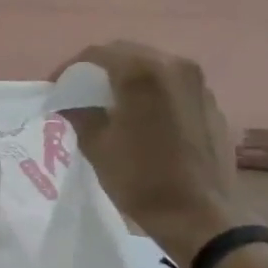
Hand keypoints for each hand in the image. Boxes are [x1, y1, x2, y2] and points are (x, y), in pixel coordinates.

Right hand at [53, 42, 249, 266]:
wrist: (199, 214)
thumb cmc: (141, 179)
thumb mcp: (97, 147)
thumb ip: (80, 114)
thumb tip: (69, 104)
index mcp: (142, 73)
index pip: (98, 53)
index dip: (71, 68)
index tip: (56, 87)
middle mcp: (174, 66)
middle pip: (128, 54)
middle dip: (100, 69)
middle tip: (80, 91)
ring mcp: (198, 83)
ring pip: (153, 67)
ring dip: (128, 78)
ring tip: (110, 103)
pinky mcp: (211, 102)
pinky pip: (173, 85)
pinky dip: (152, 92)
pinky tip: (142, 117)